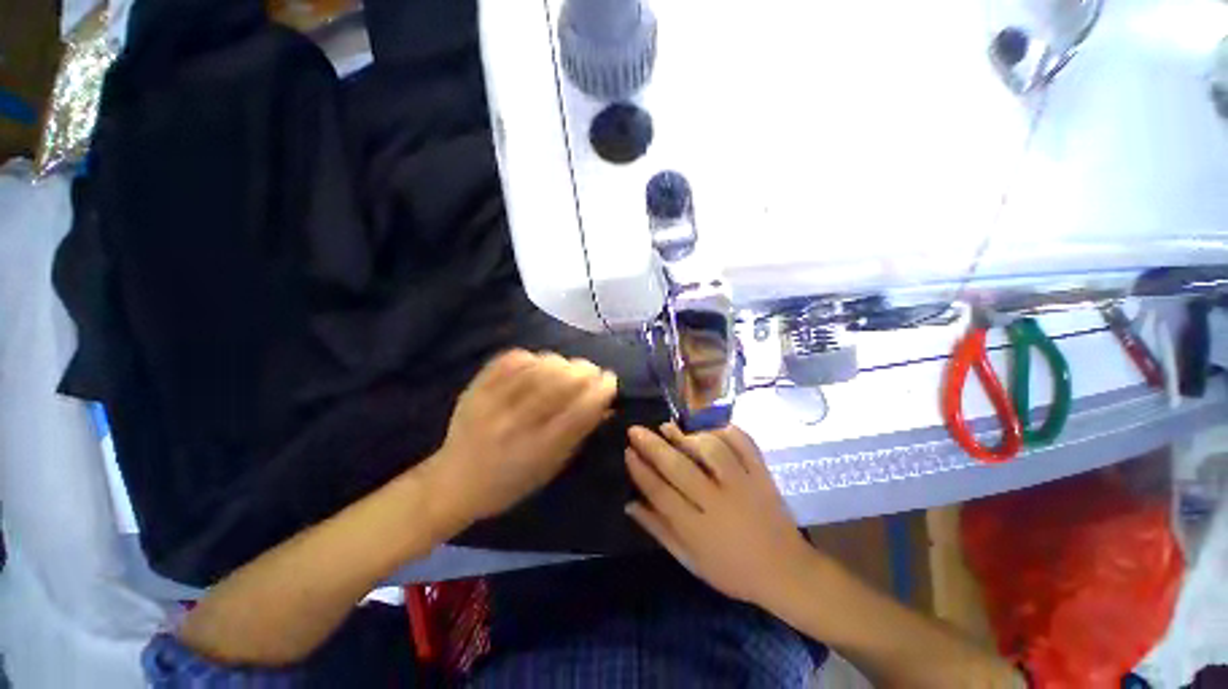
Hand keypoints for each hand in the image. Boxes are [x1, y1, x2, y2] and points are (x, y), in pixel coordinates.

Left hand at [426, 350, 617, 529]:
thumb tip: (607, 405)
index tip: (610, 379)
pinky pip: (510, 359)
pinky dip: (531, 357)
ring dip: (561, 361)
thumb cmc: (510, 483)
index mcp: (539, 449)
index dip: (601, 389)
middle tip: (591, 371)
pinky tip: (538, 363)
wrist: (454, 483)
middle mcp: (516, 423)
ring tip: (566, 367)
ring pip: (538, 366)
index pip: (580, 410)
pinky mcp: (476, 388)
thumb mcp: (551, 467)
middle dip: (585, 370)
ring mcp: (493, 402)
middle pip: (561, 382)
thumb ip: (580, 434)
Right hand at [625, 423, 813, 606]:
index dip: (641, 470)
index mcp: (698, 530)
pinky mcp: (762, 474)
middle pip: (679, 467)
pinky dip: (724, 431)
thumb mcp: (690, 560)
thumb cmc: (732, 570)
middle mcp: (718, 503)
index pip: (660, 493)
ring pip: (710, 451)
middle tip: (636, 429)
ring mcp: (743, 485)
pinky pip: (743, 443)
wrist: (786, 571)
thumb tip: (629, 503)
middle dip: (653, 445)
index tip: (628, 451)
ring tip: (669, 428)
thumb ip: (659, 530)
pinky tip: (708, 430)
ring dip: (686, 436)